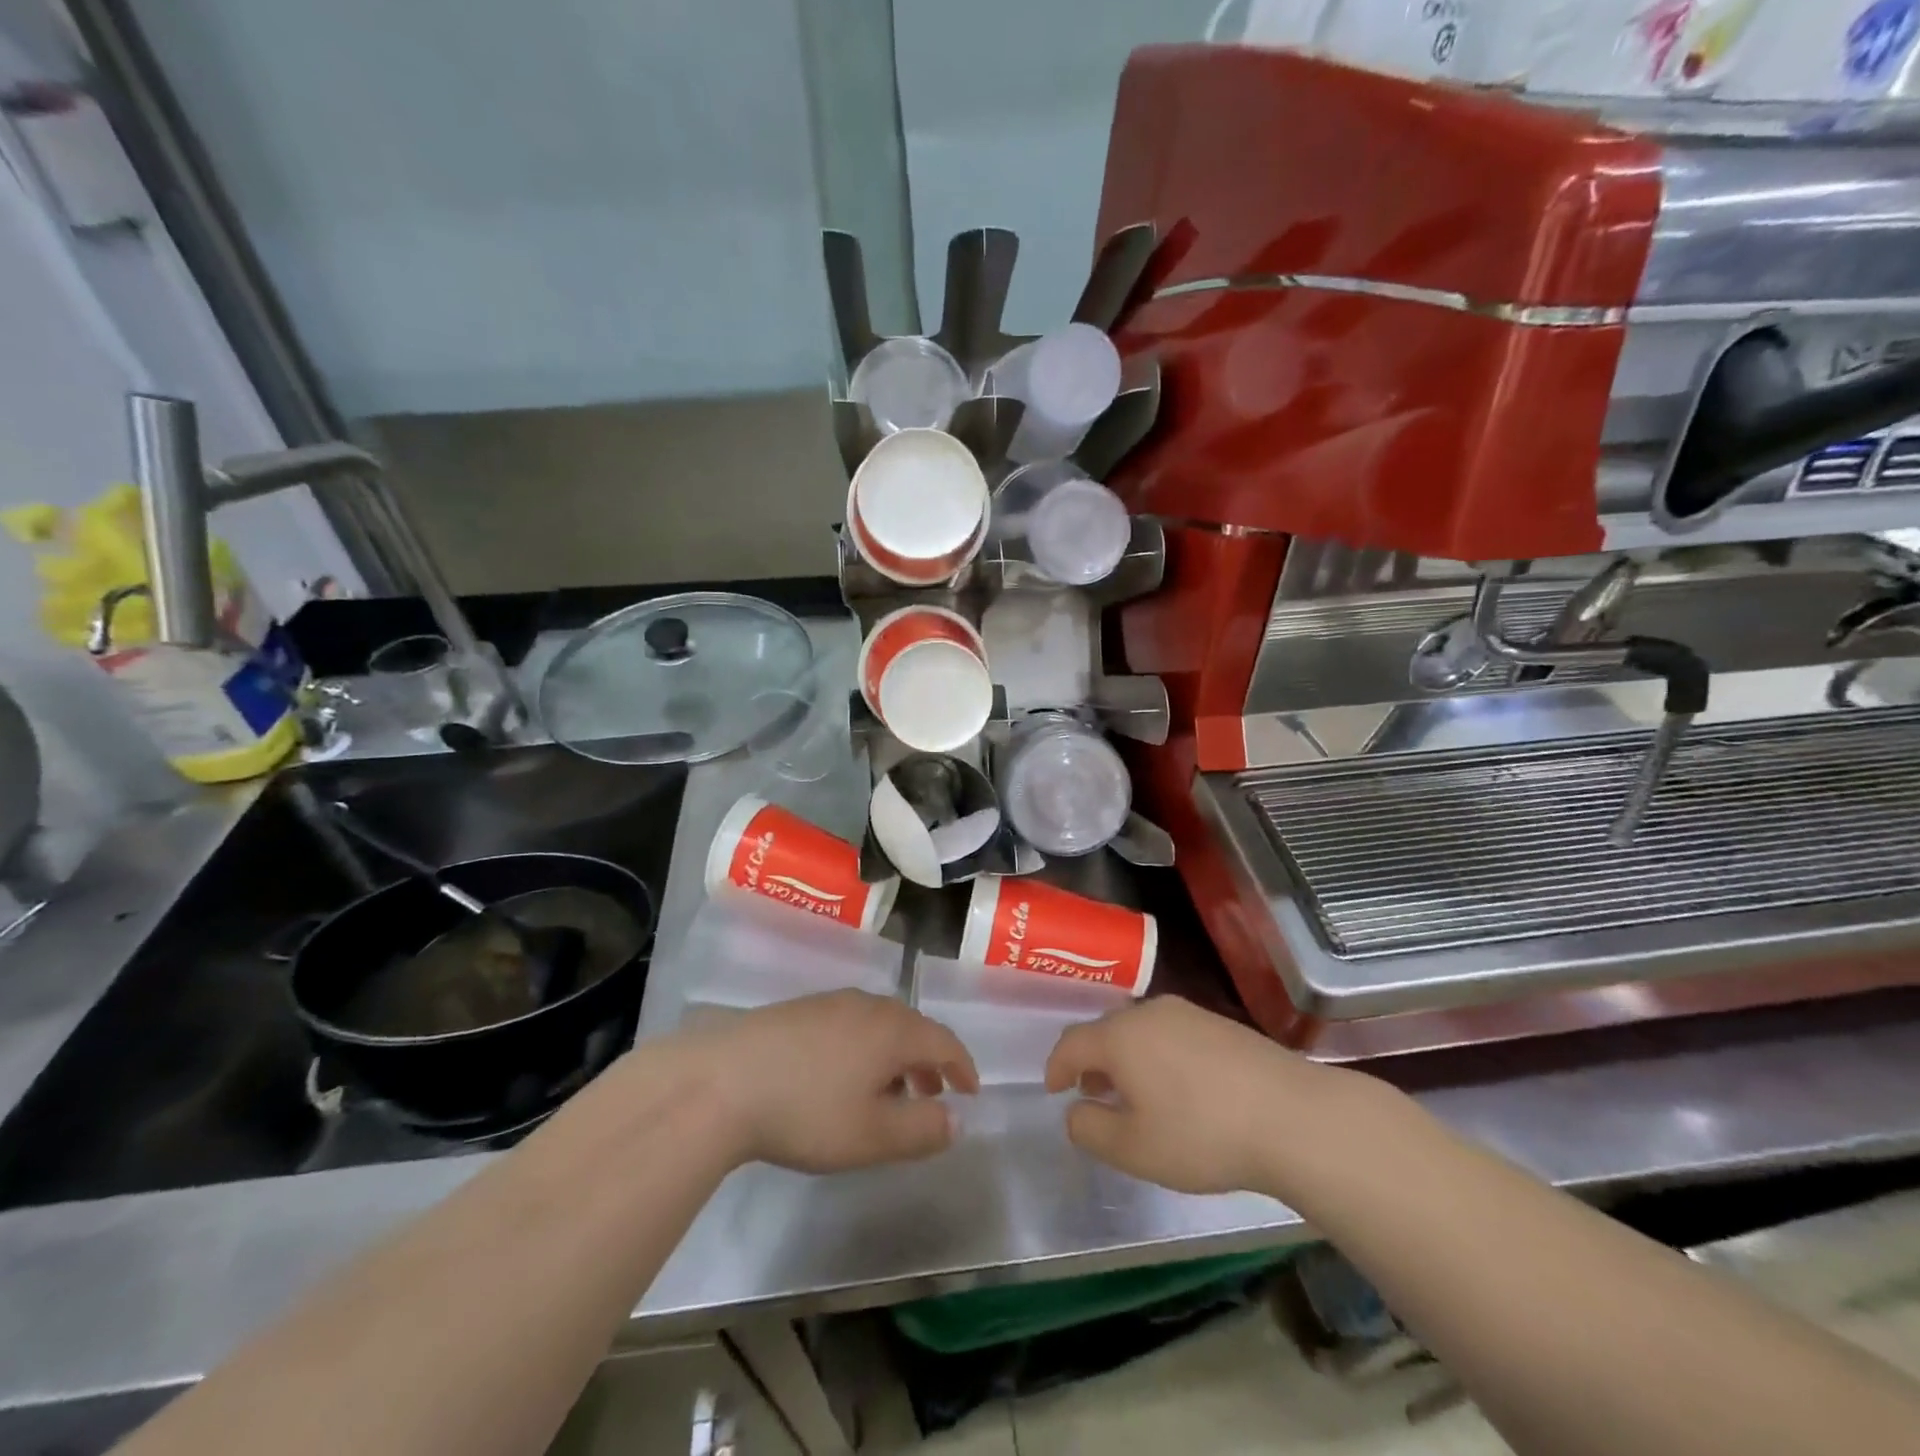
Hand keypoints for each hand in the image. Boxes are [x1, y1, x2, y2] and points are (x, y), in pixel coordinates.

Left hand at [682, 991, 978, 1174]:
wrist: (723, 1081)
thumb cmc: (808, 1111)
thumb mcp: (872, 1136)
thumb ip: (922, 1129)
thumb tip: (955, 1120)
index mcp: (894, 1030)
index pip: (944, 1041)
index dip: (963, 1067)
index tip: (971, 1092)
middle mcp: (868, 1005)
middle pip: (913, 1027)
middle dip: (930, 1061)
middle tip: (933, 1094)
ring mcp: (831, 1002)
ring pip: (880, 1024)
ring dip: (896, 1055)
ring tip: (888, 1091)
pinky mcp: (800, 1010)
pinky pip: (851, 1023)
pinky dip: (865, 1047)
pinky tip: (843, 1076)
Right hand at [1045, 997, 1341, 1194]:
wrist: (1292, 1116)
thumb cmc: (1202, 1134)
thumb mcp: (1133, 1149)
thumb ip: (1090, 1130)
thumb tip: (1075, 1111)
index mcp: (1120, 1036)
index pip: (1072, 1043)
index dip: (1056, 1066)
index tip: (1053, 1090)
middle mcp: (1149, 1012)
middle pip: (1106, 1031)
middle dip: (1092, 1061)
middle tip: (1092, 1094)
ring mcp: (1188, 1014)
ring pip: (1140, 1030)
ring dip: (1126, 1058)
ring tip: (1134, 1094)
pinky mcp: (1220, 1023)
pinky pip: (1171, 1034)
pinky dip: (1157, 1056)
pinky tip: (1177, 1089)